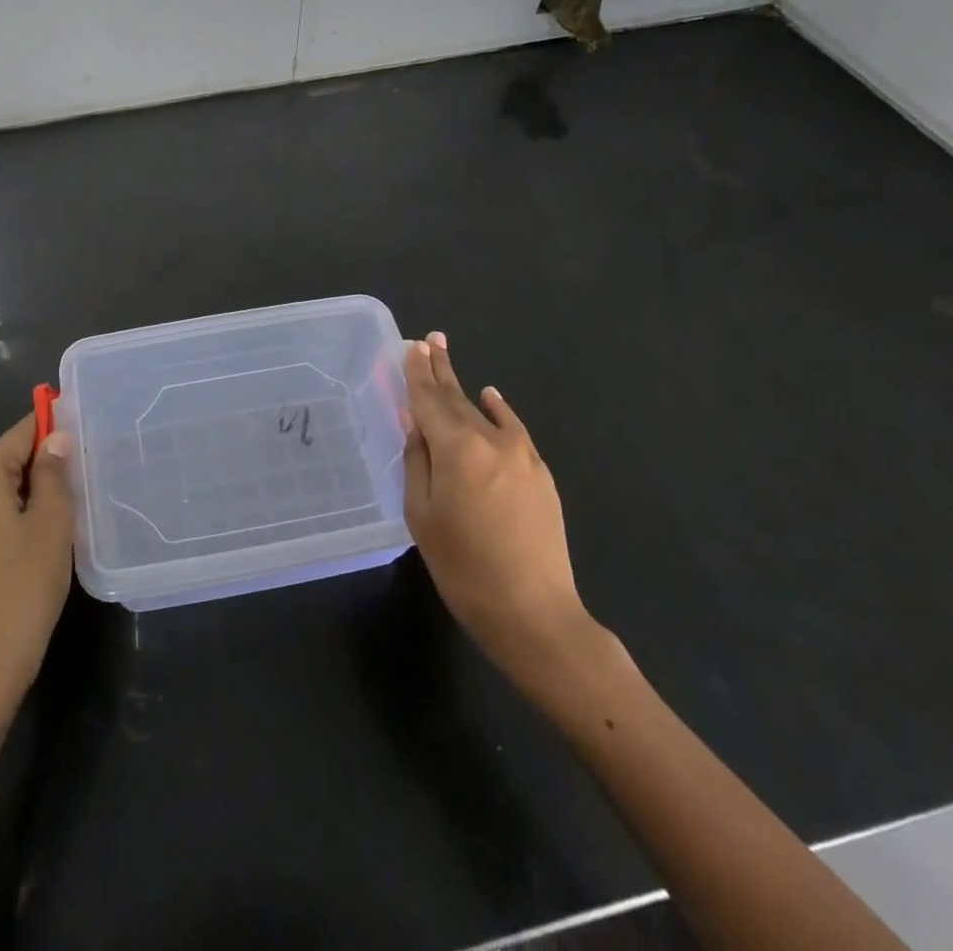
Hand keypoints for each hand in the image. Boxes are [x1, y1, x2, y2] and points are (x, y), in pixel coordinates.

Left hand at [0, 416, 72, 713]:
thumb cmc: (25, 585)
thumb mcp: (52, 522)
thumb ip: (54, 472)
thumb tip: (57, 436)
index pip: (21, 432)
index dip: (53, 425)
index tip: (86, 425)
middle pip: (11, 457)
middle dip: (48, 458)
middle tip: (89, 466)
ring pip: (6, 486)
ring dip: (38, 487)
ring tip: (77, 494)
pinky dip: (24, 509)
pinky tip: (51, 525)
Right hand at [401, 333, 600, 693]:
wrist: (534, 613)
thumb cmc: (463, 567)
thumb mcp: (422, 514)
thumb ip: (417, 461)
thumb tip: (415, 422)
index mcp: (456, 449)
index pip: (429, 400)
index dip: (418, 373)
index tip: (412, 345)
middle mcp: (490, 440)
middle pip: (457, 398)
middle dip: (439, 369)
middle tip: (429, 339)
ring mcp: (521, 455)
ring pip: (483, 412)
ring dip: (463, 387)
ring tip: (447, 359)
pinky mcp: (540, 473)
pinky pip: (514, 430)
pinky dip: (498, 410)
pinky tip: (491, 397)